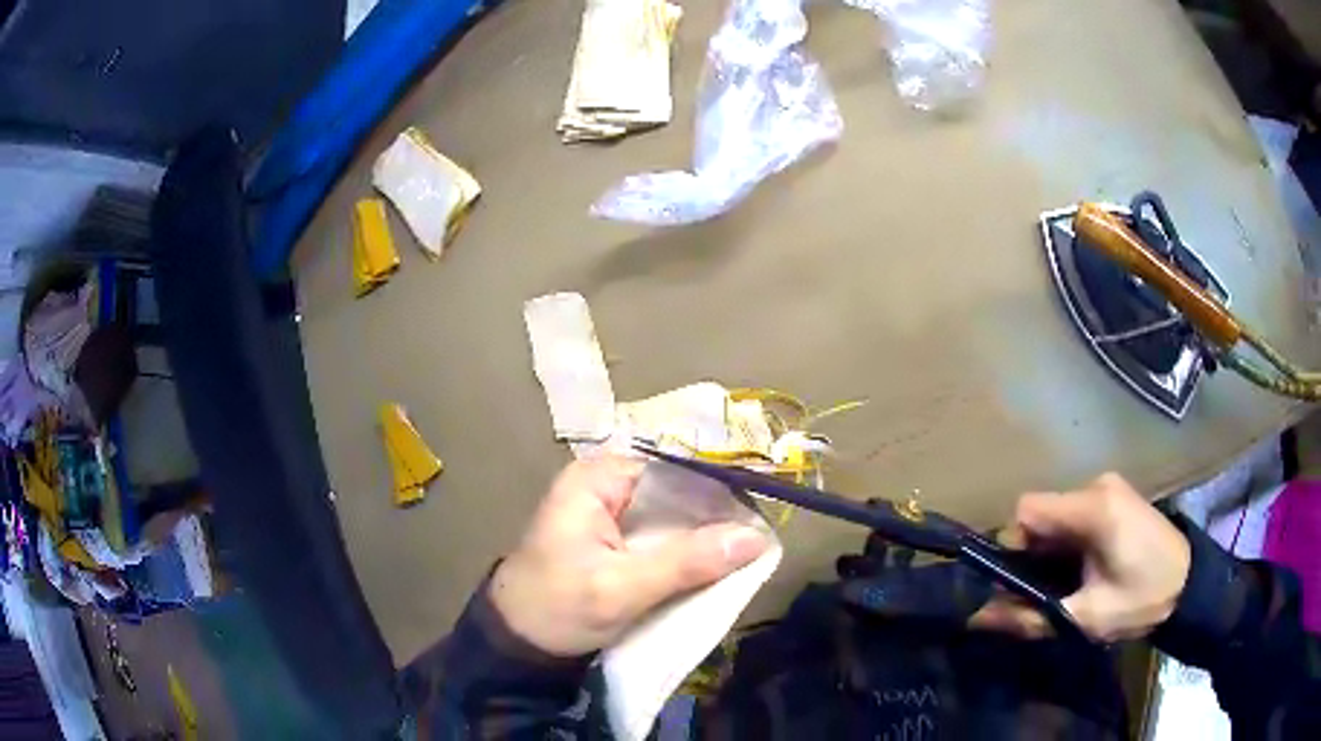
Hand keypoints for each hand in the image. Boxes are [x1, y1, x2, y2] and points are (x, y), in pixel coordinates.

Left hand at [489, 455, 769, 656]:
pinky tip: (718, 563)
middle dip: (715, 515)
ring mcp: (610, 513)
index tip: (759, 513)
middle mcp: (605, 485)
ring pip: (673, 516)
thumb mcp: (621, 587)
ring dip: (705, 536)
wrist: (519, 644)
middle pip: (676, 491)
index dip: (717, 488)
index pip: (672, 469)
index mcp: (596, 478)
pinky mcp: (616, 541)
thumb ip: (686, 561)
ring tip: (750, 550)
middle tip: (761, 537)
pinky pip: (663, 537)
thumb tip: (756, 537)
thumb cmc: (558, 608)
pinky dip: (688, 551)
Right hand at [972, 473, 1190, 641]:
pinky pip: (1075, 515)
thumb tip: (978, 619)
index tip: (1020, 583)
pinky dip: (1068, 543)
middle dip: (1033, 555)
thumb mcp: (1086, 618)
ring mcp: (1108, 488)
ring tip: (1068, 584)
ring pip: (1057, 516)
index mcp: (1093, 508)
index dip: (1014, 546)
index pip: (1027, 509)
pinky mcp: (1115, 496)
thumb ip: (1032, 618)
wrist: (1190, 585)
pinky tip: (1084, 567)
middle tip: (1045, 593)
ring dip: (1051, 551)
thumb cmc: (1142, 600)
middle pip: (1042, 513)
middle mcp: (1097, 486)